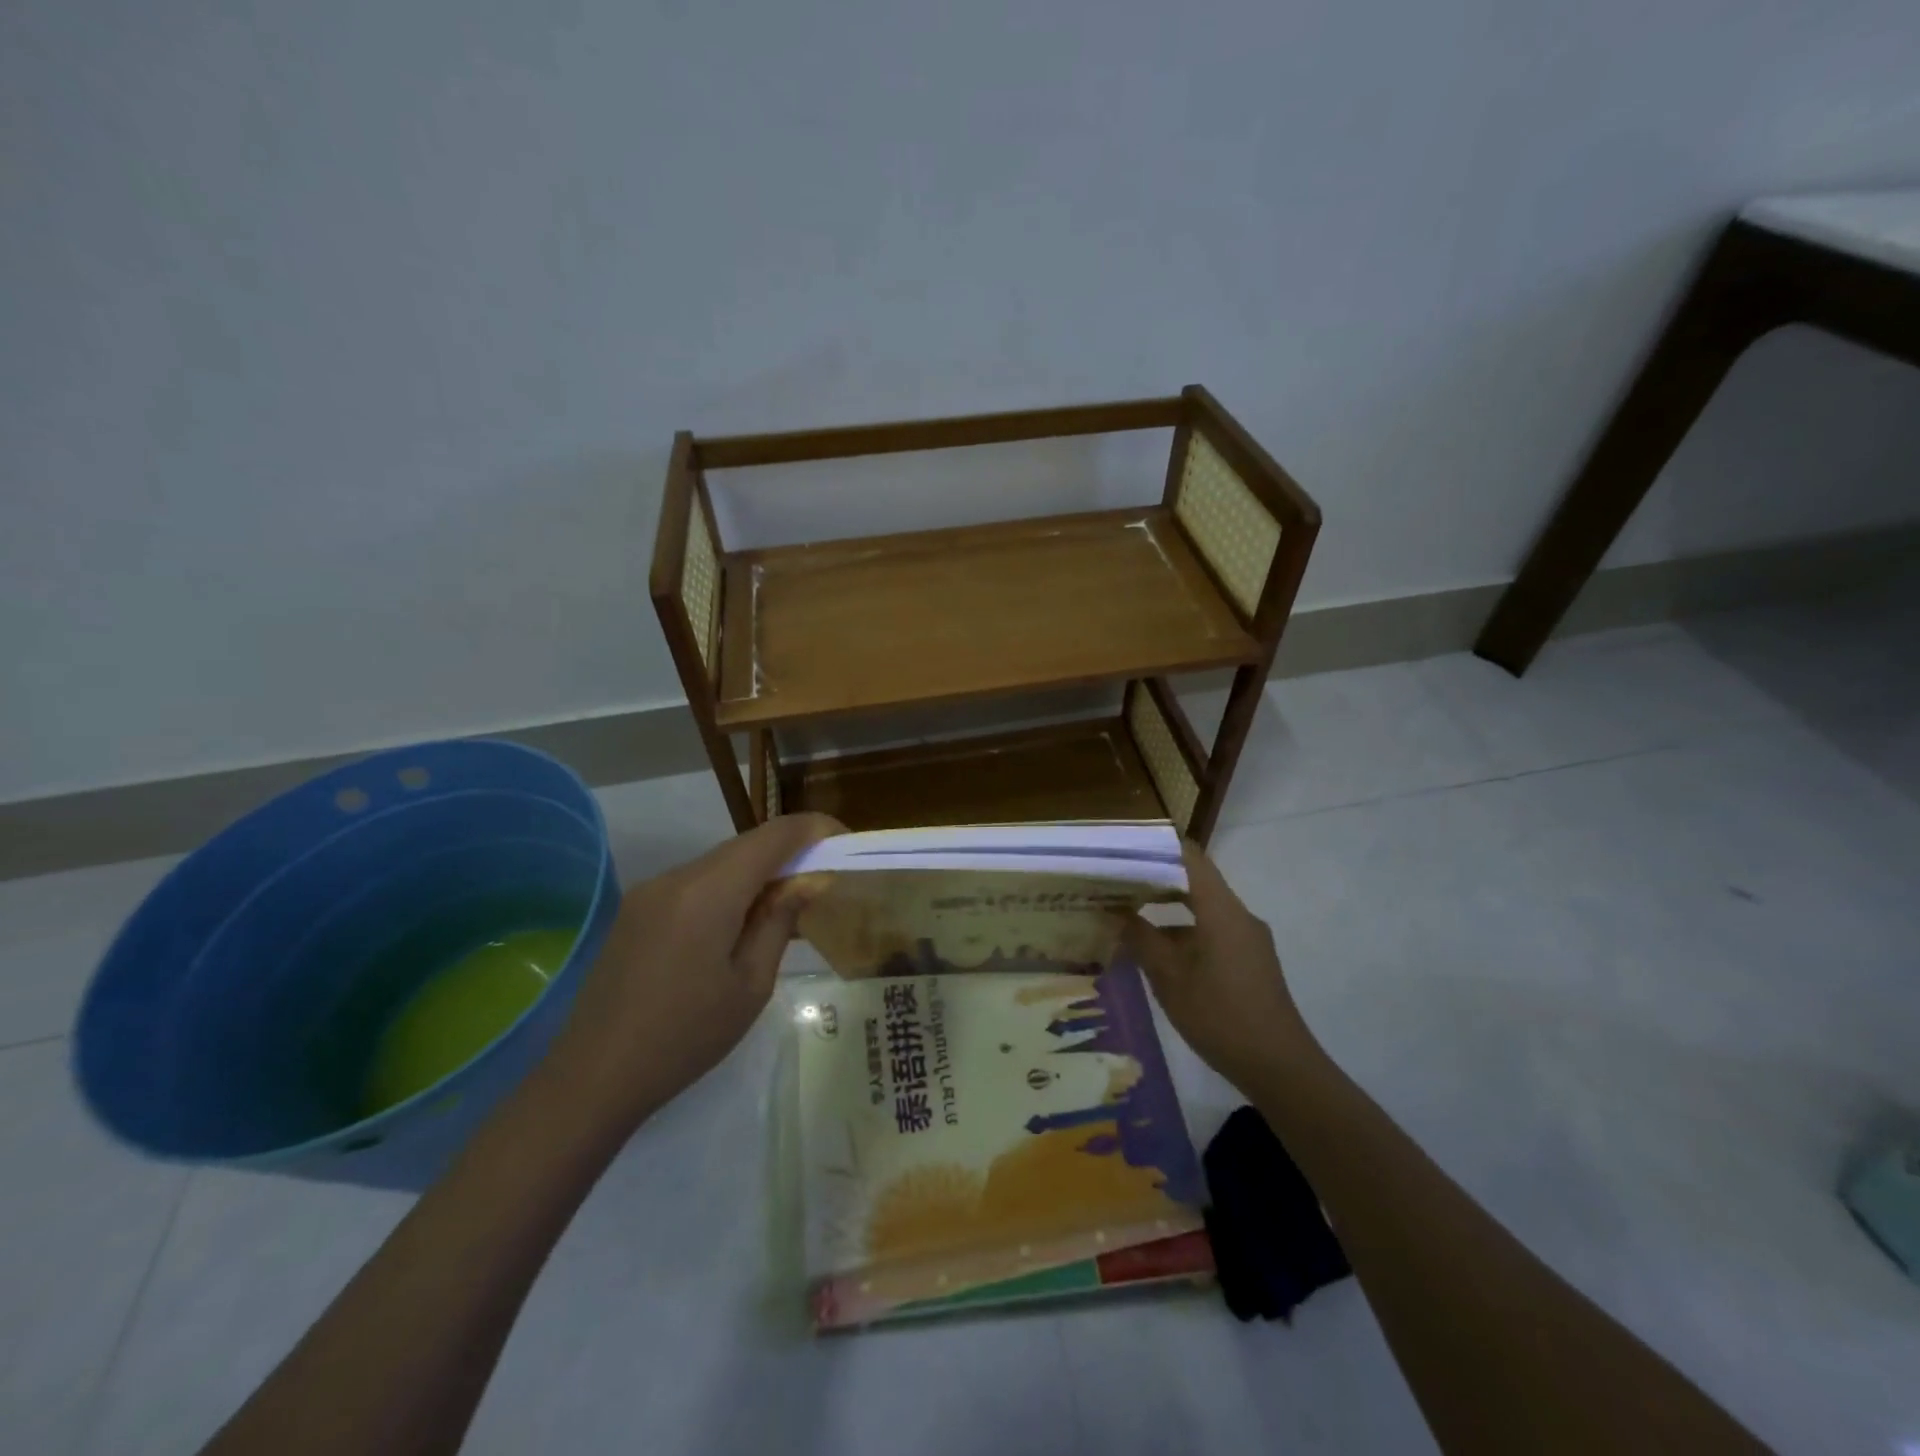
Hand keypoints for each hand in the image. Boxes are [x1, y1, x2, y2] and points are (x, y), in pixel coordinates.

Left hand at [543, 812, 842, 1137]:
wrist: (593, 1077)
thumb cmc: (685, 1037)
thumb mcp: (750, 986)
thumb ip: (779, 923)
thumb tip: (805, 883)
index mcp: (708, 892)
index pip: (773, 836)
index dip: (814, 829)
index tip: (845, 842)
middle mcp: (676, 877)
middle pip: (745, 845)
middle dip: (788, 853)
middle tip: (822, 879)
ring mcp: (650, 891)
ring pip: (719, 862)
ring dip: (757, 872)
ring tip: (785, 906)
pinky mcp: (637, 909)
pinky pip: (694, 882)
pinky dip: (727, 888)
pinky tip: (738, 923)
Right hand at [1123, 843, 1318, 1094]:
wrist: (1280, 1068)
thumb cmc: (1220, 1015)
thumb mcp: (1169, 977)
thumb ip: (1140, 938)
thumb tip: (1114, 911)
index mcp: (1221, 910)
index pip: (1190, 857)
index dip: (1156, 846)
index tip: (1122, 847)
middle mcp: (1238, 915)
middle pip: (1195, 881)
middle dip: (1155, 878)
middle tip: (1115, 880)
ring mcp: (1247, 939)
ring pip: (1202, 908)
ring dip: (1167, 908)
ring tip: (1128, 913)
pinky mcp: (1249, 960)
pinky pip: (1212, 931)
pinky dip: (1183, 931)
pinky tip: (1157, 952)